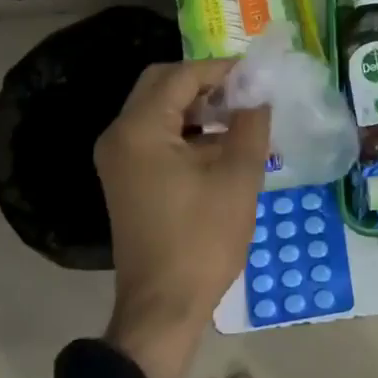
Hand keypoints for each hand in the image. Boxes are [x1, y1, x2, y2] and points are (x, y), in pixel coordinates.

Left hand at [94, 60, 270, 377]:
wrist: (163, 309)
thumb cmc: (202, 240)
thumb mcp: (238, 176)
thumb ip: (251, 124)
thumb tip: (258, 95)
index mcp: (140, 129)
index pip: (182, 75)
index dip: (221, 69)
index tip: (257, 75)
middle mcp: (120, 135)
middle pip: (162, 85)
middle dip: (205, 82)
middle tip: (244, 93)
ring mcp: (118, 158)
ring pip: (158, 109)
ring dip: (196, 106)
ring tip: (239, 117)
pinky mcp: (125, 178)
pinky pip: (154, 135)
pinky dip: (185, 129)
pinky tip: (220, 144)